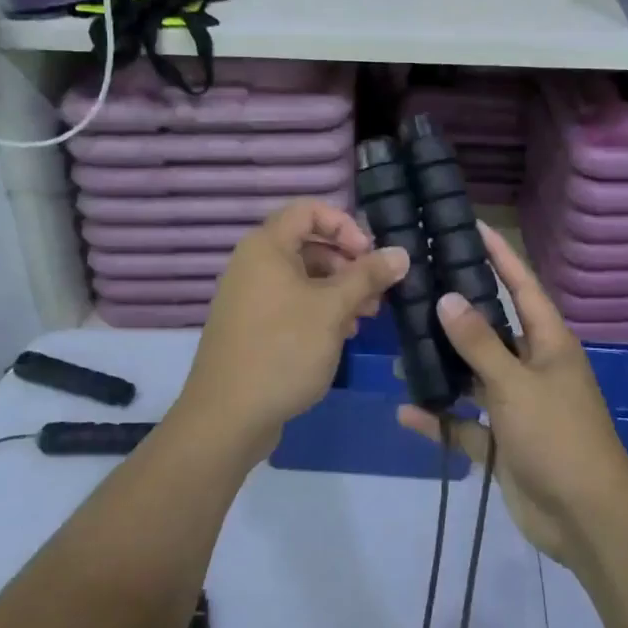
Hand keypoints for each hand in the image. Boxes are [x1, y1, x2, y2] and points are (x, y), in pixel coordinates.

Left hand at [177, 199, 408, 459]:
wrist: (227, 417)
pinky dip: (319, 310)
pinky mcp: (252, 327)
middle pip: (308, 244)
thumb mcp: (333, 309)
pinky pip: (291, 303)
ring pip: (303, 277)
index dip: (344, 224)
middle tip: (377, 290)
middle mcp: (254, 264)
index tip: (368, 253)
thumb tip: (400, 253)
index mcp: (266, 247)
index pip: (308, 210)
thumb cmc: (283, 349)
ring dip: (338, 290)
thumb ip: (368, 276)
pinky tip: (342, 334)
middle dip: (348, 263)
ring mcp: (250, 297)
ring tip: (367, 316)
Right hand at [398, 224, 627, 567]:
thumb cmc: (558, 437)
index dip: (500, 255)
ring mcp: (518, 406)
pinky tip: (406, 411)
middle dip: (457, 314)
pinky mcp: (503, 443)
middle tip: (416, 290)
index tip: (472, 227)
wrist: (586, 520)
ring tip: (399, 354)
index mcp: (549, 343)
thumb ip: (480, 343)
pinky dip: (440, 418)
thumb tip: (448, 298)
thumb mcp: (516, 384)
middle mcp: (533, 367)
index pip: (522, 286)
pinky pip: (465, 423)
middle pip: (491, 330)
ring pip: (474, 376)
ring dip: (442, 368)